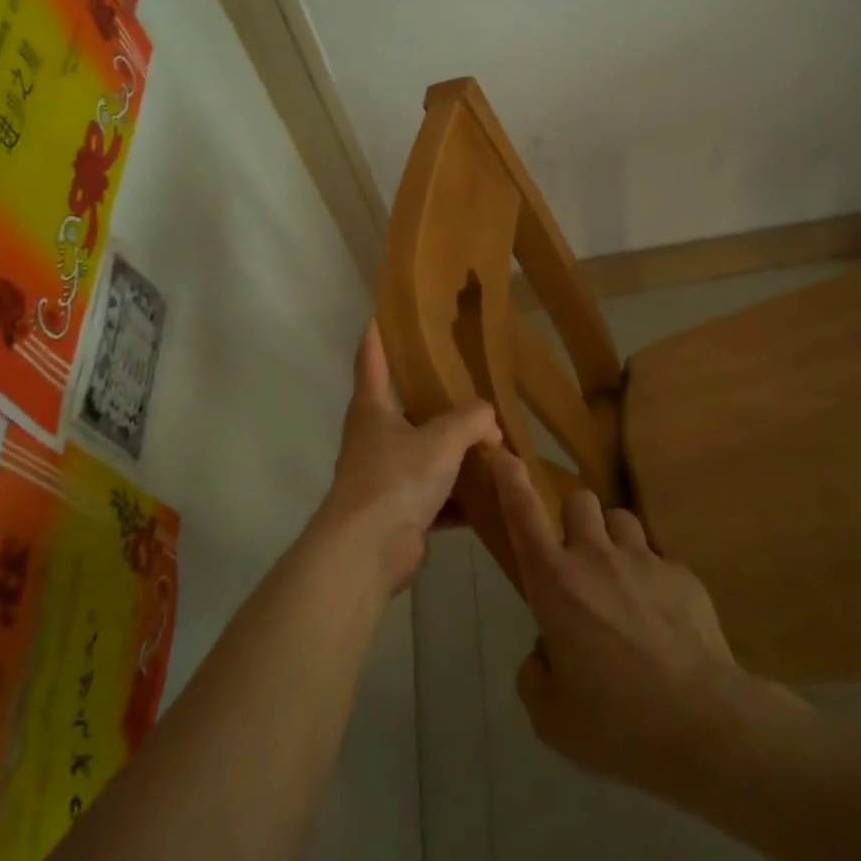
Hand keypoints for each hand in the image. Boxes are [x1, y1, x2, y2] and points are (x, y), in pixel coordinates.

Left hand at [313, 322, 500, 594]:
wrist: (368, 551)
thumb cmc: (396, 478)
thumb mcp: (442, 439)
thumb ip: (472, 420)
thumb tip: (491, 420)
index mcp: (373, 407)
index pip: (372, 357)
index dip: (378, 332)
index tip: (384, 309)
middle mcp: (375, 436)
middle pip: (404, 405)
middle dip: (433, 394)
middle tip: (467, 375)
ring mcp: (386, 475)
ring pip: (425, 452)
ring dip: (454, 450)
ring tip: (493, 436)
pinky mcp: (400, 510)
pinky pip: (438, 494)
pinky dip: (461, 495)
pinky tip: (493, 491)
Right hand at [491, 447, 784, 800]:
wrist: (704, 724)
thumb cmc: (617, 723)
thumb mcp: (552, 717)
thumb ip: (536, 675)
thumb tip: (546, 652)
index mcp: (556, 583)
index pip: (524, 515)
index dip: (511, 480)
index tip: (503, 452)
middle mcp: (597, 556)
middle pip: (580, 499)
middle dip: (574, 519)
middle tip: (578, 558)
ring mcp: (644, 559)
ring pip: (621, 519)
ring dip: (613, 541)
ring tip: (621, 583)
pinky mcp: (683, 572)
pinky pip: (658, 558)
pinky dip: (651, 578)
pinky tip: (662, 620)